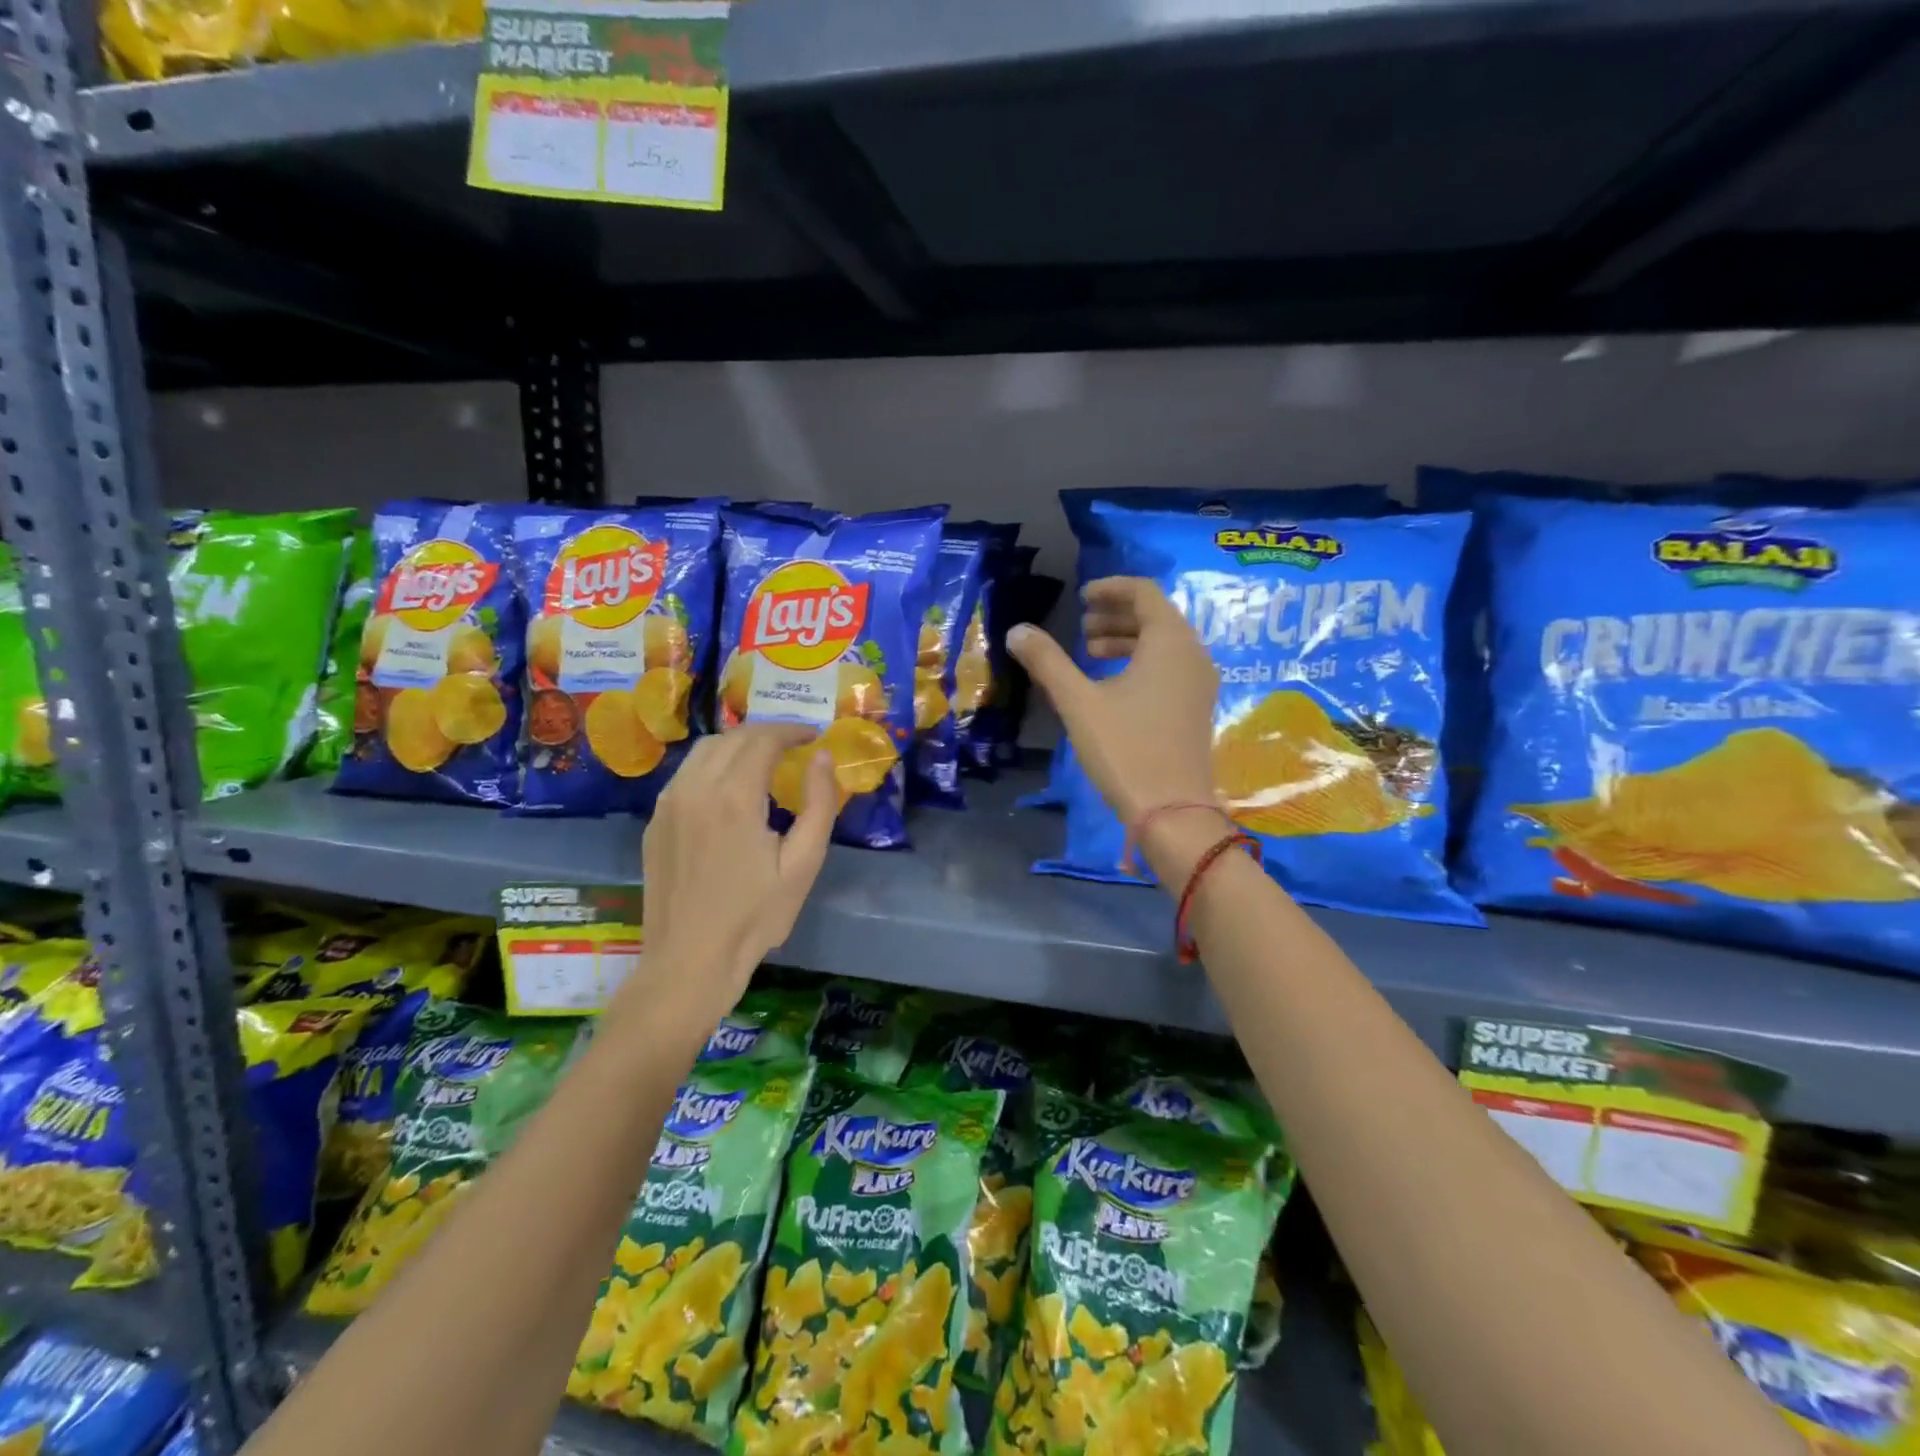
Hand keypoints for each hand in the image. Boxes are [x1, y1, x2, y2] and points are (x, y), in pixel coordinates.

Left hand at [617, 723, 835, 1043]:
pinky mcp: (655, 822)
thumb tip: (822, 757)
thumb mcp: (803, 864)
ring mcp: (668, 804)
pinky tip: (729, 788)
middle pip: (732, 737)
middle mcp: (695, 788)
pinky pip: (686, 774)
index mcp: (734, 796)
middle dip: (767, 733)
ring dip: (737, 744)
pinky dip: (713, 765)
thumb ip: (818, 804)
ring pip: (704, 750)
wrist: (689, 961)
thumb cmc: (755, 916)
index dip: (791, 730)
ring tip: (763, 761)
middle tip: (794, 746)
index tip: (812, 735)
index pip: (763, 738)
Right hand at [1008, 577, 1222, 855]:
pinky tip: (1112, 685)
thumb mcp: (1079, 702)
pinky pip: (1170, 666)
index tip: (1081, 598)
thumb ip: (1047, 661)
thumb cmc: (1125, 749)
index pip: (1145, 592)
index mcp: (1170, 642)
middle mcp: (1193, 654)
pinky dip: (1141, 662)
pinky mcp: (1197, 707)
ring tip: (1089, 654)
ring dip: (1126, 639)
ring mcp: (1200, 683)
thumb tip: (1016, 631)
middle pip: (1156, 616)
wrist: (1172, 811)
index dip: (1111, 588)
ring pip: (1163, 643)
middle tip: (1081, 627)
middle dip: (1116, 615)